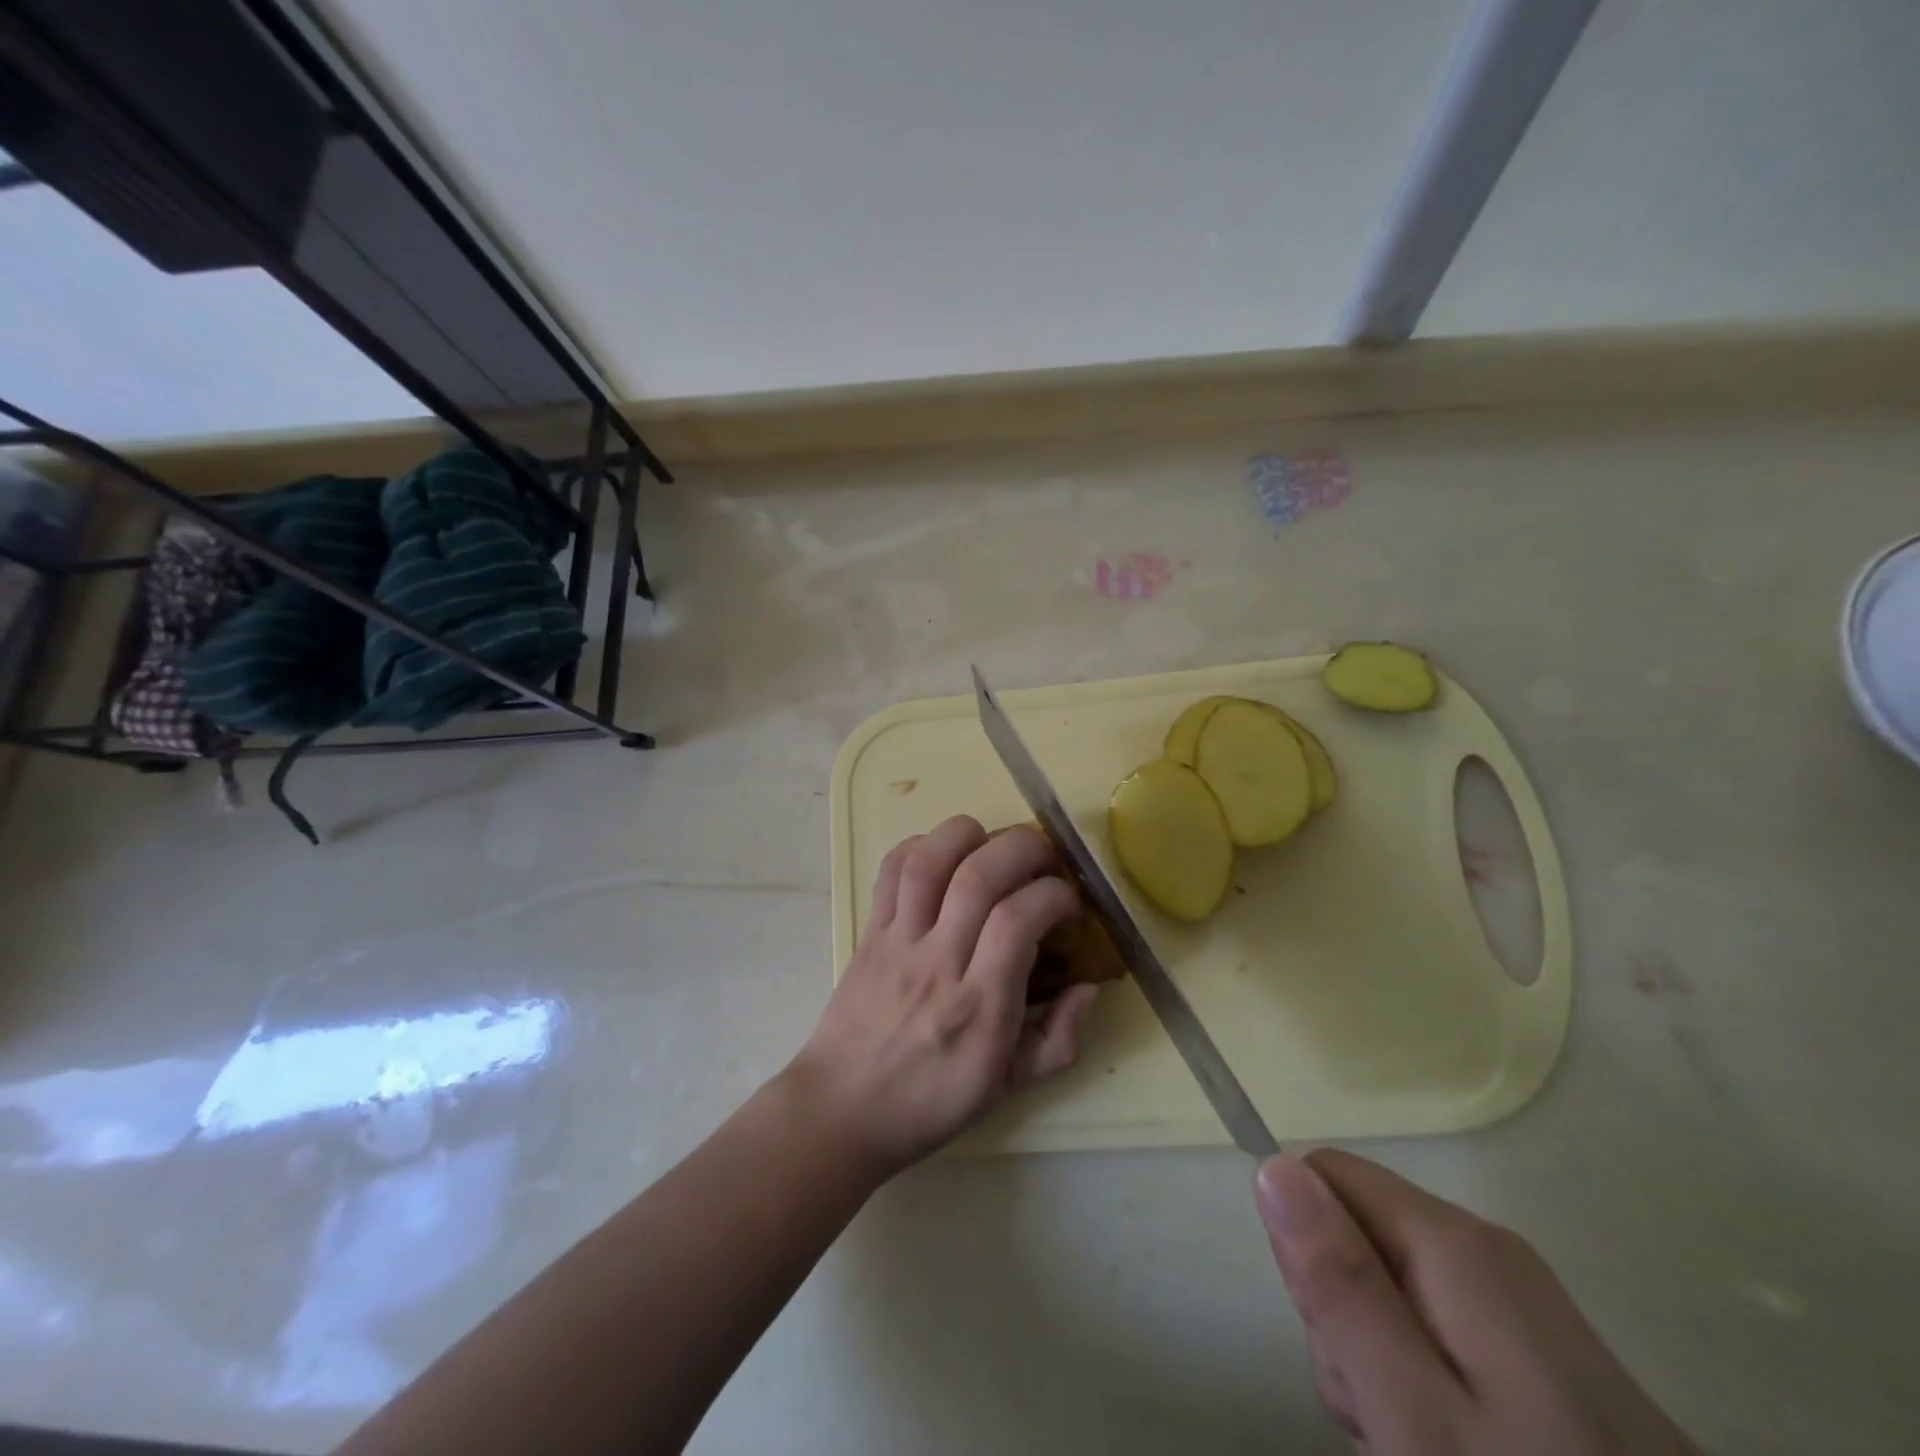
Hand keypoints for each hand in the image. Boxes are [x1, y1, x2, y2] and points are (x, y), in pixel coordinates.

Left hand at [790, 816, 1099, 1175]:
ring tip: (993, 844)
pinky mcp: (869, 931)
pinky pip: (890, 872)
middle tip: (1043, 859)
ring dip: (969, 835)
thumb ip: (1060, 1040)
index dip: (1053, 894)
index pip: (1017, 920)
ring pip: (929, 861)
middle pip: (978, 876)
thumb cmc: (931, 1101)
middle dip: (1023, 848)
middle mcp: (938, 962)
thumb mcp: (1008, 1087)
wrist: (843, 1110)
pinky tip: (944, 855)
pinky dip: (919, 846)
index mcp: (979, 1007)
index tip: (1068, 901)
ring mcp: (898, 942)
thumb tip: (1089, 985)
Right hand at [1256, 1151, 1695, 1454]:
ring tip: (1420, 1438)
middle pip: (1355, 1229)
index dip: (1308, 1249)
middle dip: (1344, 1313)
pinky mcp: (1536, 1345)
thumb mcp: (1414, 1412)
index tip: (1336, 1336)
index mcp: (1453, 1242)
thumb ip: (1340, 1284)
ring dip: (1376, 1354)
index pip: (1324, 1176)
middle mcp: (1484, 1247)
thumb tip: (1272, 1166)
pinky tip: (1448, 1440)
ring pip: (1389, 1280)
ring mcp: (1516, 1296)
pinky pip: (1436, 1322)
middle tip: (1384, 1410)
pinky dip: (1420, 1376)